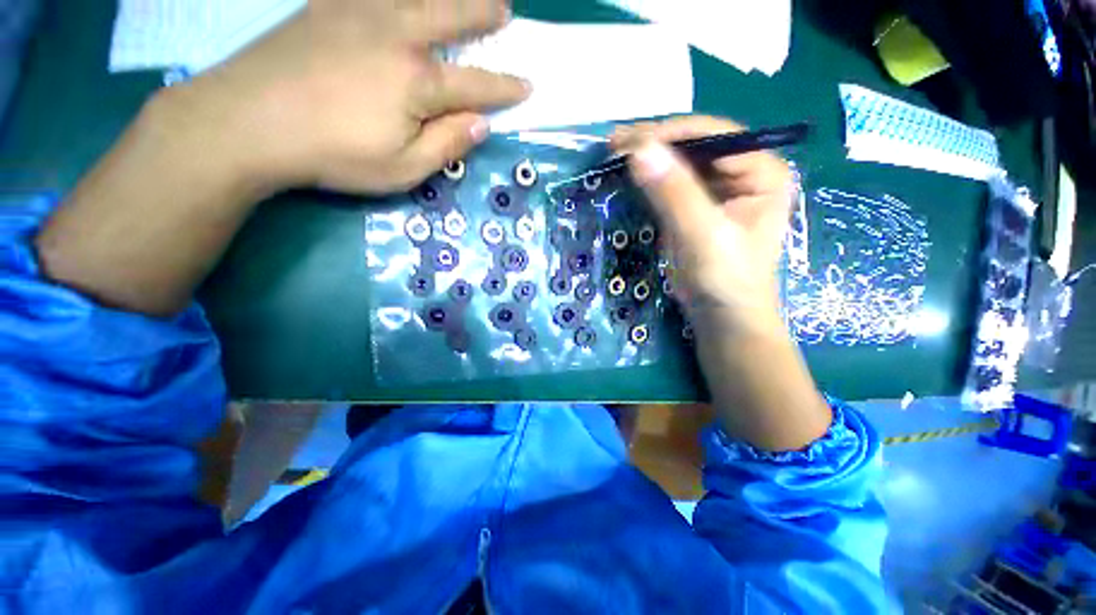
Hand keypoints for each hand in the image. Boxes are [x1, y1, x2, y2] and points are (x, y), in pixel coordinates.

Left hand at [169, 0, 529, 195]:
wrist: (248, 122)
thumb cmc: (335, 154)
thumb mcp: (403, 169)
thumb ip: (446, 145)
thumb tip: (481, 124)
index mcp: (418, 83)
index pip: (476, 85)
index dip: (505, 88)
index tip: (527, 85)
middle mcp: (396, 36)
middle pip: (451, 17)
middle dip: (483, 14)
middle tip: (504, 10)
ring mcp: (358, 12)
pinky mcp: (326, 6)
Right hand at [611, 117, 794, 324]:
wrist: (722, 317)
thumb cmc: (725, 279)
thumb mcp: (702, 235)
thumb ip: (674, 192)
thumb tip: (639, 150)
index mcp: (762, 170)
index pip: (713, 137)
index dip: (669, 134)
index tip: (627, 141)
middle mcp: (744, 171)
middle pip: (695, 145)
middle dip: (654, 143)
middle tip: (613, 142)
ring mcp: (719, 188)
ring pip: (681, 162)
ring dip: (648, 158)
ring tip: (614, 153)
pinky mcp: (698, 206)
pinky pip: (672, 183)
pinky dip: (649, 179)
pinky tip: (628, 174)